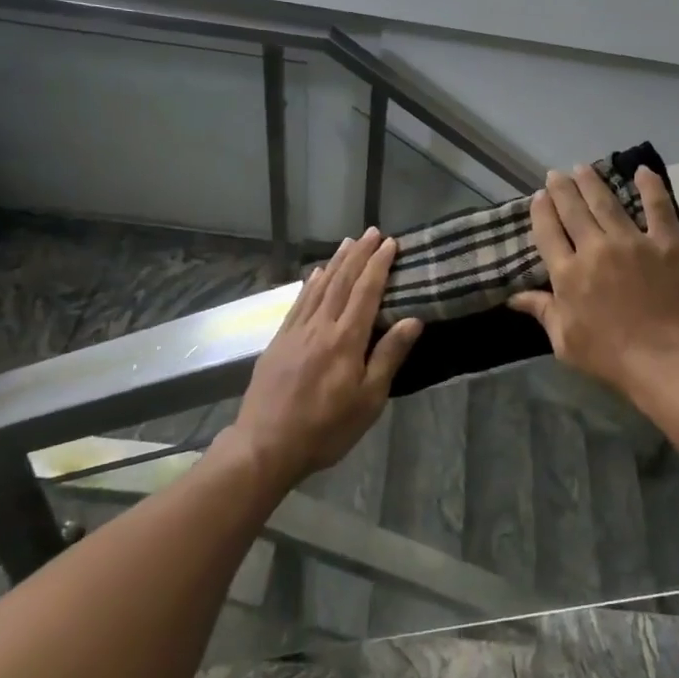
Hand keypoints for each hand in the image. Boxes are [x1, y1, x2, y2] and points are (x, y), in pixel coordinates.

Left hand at [229, 229, 422, 486]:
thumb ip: (388, 356)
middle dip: (359, 255)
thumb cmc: (326, 428)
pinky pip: (298, 303)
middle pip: (342, 282)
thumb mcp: (368, 400)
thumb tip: (413, 320)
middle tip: (371, 231)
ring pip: (319, 287)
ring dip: (335, 262)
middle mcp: (320, 327)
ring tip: (347, 242)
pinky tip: (314, 274)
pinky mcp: (278, 342)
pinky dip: (309, 284)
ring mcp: (295, 332)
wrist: (265, 446)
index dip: (379, 265)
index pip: (366, 292)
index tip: (390, 242)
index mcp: (346, 340)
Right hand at [509, 165, 678, 407]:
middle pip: (573, 210)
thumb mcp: (565, 342)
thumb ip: (543, 312)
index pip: (548, 232)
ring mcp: (632, 242)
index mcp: (568, 274)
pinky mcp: (667, 243)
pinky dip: (650, 186)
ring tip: (583, 167)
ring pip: (607, 202)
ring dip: (592, 182)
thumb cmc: (612, 358)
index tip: (538, 197)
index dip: (541, 211)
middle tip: (556, 174)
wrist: (668, 361)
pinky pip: (658, 207)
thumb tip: (514, 297)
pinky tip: (642, 170)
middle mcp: (595, 248)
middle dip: (562, 189)